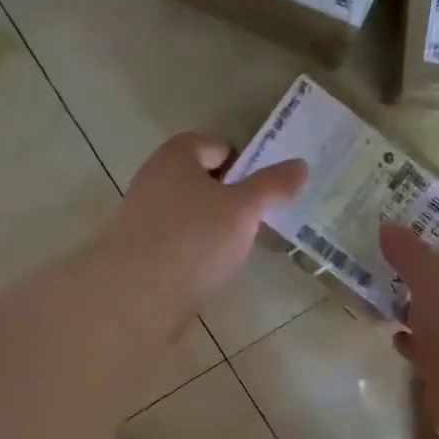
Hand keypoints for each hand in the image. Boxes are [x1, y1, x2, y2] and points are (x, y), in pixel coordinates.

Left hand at [107, 134, 307, 300]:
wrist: (138, 293)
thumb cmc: (194, 238)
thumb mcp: (244, 208)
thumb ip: (272, 186)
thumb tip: (300, 166)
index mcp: (175, 156)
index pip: (215, 145)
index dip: (243, 162)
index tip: (264, 189)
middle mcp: (153, 180)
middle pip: (200, 181)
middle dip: (229, 197)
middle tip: (255, 219)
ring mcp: (142, 218)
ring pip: (189, 214)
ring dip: (212, 227)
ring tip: (236, 249)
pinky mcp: (139, 253)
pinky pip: (177, 243)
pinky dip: (195, 252)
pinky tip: (210, 271)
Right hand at [381, 223, 438, 438]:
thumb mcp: (430, 279)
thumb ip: (408, 254)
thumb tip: (387, 226)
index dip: (423, 254)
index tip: (390, 255)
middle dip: (416, 289)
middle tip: (380, 283)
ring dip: (415, 319)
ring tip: (382, 311)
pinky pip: (434, 354)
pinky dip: (417, 347)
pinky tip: (397, 342)